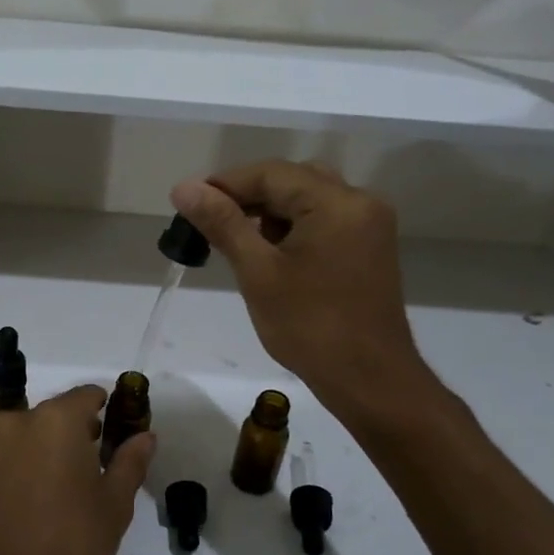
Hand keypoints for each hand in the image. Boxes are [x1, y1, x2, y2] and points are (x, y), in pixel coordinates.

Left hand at [0, 385, 153, 554]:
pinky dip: (27, 468)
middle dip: (78, 433)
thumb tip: (145, 436)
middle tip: (99, 468)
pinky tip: (41, 504)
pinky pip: (9, 459)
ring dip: (50, 450)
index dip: (108, 411)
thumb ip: (130, 462)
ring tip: (71, 490)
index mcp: (54, 419)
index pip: (87, 396)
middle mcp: (17, 423)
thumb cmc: (70, 545)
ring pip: (30, 436)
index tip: (120, 436)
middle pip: (56, 414)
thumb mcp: (114, 505)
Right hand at [170, 161, 439, 421]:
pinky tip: (269, 255)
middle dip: (248, 198)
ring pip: (308, 200)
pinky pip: (324, 221)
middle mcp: (360, 202)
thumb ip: (222, 223)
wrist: (369, 380)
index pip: (271, 174)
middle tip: (209, 223)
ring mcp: (370, 226)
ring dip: (270, 214)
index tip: (188, 204)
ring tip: (236, 243)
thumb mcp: (258, 272)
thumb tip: (184, 187)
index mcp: (337, 202)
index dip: (225, 184)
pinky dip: (293, 229)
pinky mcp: (369, 248)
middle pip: (292, 181)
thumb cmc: (310, 327)